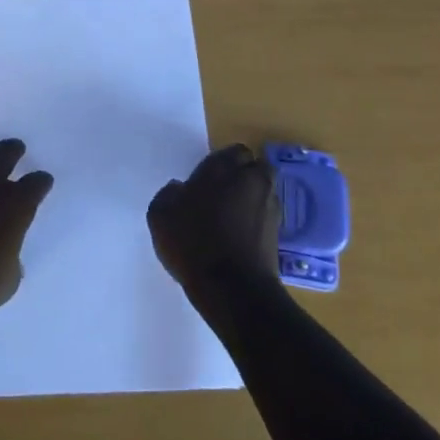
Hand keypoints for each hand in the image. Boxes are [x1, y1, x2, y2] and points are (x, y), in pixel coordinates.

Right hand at [148, 144, 281, 297]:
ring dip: (252, 198)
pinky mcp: (278, 234)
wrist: (233, 288)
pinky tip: (239, 237)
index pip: (233, 151)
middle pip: (255, 168)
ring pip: (264, 191)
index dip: (221, 163)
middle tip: (222, 193)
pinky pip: (266, 217)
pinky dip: (257, 221)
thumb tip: (179, 189)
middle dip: (243, 176)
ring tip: (231, 217)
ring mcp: (269, 207)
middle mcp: (252, 180)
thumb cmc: (193, 243)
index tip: (206, 179)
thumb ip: (169, 194)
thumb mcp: (160, 214)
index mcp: (223, 168)